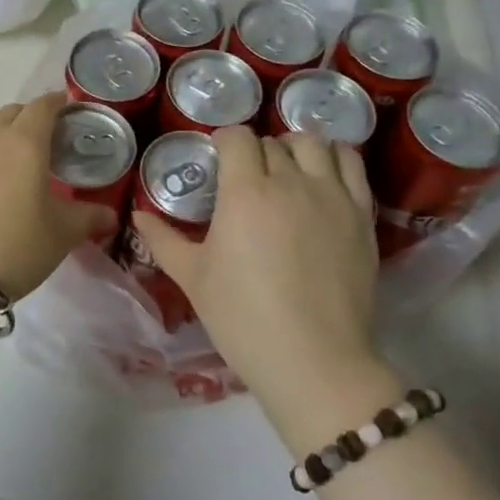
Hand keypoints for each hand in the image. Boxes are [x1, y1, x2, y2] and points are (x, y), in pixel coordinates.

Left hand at [0, 91, 117, 300]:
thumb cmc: (14, 246)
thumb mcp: (60, 235)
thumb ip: (88, 218)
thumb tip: (110, 216)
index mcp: (25, 142)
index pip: (43, 106)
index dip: (57, 103)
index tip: (66, 107)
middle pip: (12, 110)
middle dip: (29, 116)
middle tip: (43, 138)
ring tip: (8, 150)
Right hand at [132, 125, 380, 411]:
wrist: (314, 361)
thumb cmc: (243, 318)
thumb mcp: (192, 278)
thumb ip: (163, 239)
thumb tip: (138, 215)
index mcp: (245, 192)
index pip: (237, 137)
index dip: (224, 141)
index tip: (217, 159)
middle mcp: (290, 182)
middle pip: (272, 142)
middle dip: (255, 151)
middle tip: (246, 177)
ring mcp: (332, 196)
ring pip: (314, 144)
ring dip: (295, 148)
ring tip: (287, 169)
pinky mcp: (362, 216)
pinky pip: (352, 165)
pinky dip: (336, 158)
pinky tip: (324, 175)